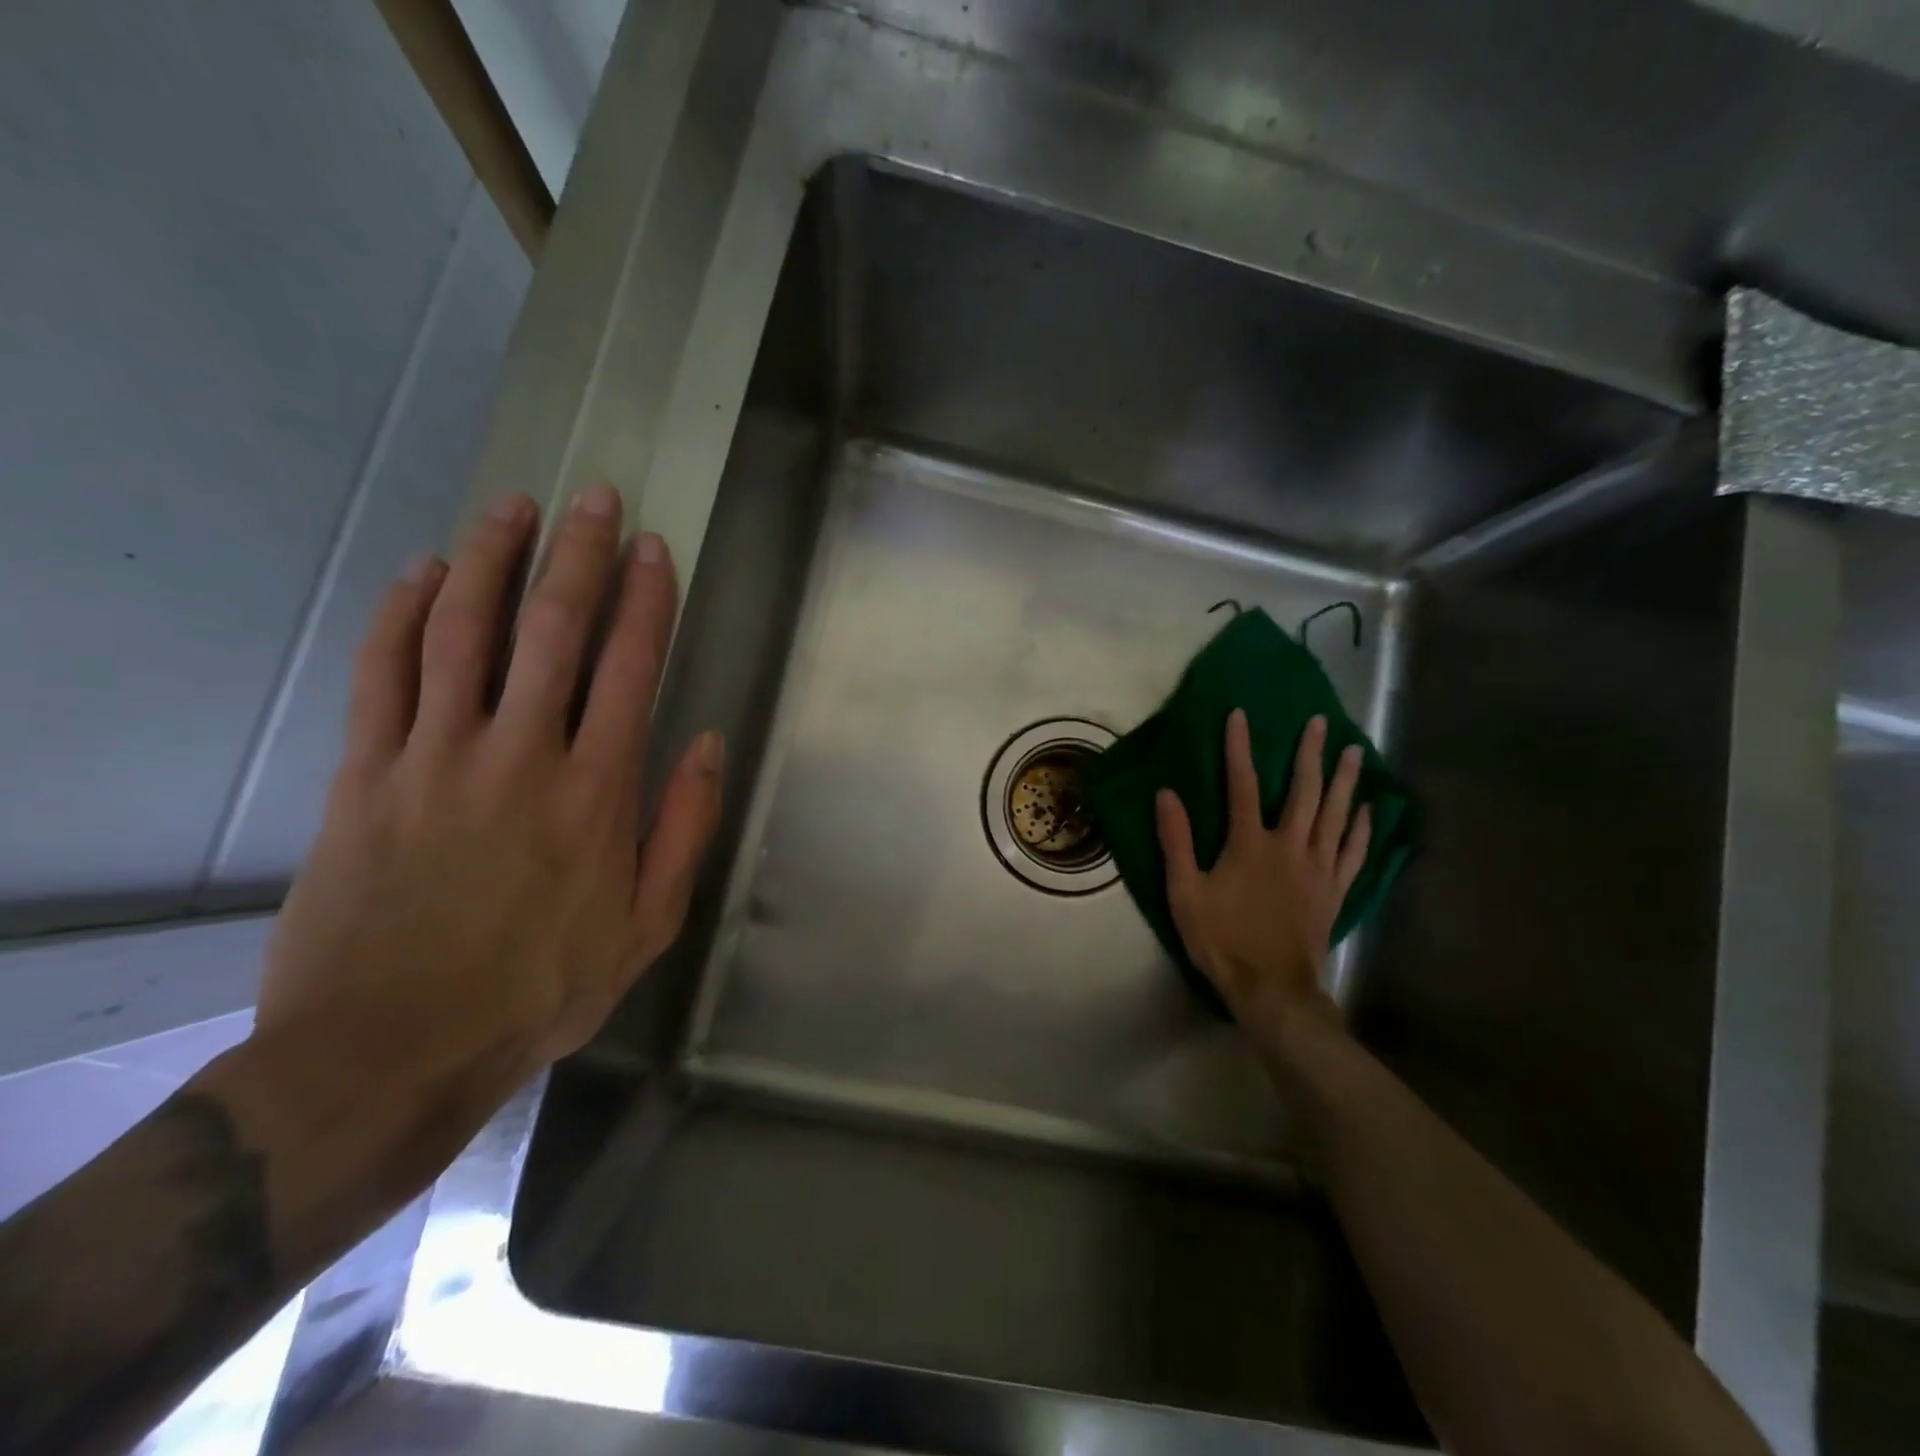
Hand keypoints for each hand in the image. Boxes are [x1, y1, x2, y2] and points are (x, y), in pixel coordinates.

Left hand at [250, 484, 721, 1173]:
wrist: (393, 1050)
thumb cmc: (541, 989)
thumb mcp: (648, 924)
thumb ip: (682, 827)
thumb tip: (706, 743)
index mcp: (596, 791)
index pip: (631, 667)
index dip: (647, 600)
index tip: (654, 549)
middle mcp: (521, 754)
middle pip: (553, 630)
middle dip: (579, 554)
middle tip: (593, 496)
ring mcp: (435, 756)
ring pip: (463, 631)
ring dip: (490, 559)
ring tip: (513, 506)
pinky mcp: (366, 773)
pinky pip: (383, 673)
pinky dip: (401, 614)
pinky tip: (419, 573)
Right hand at [1155, 711, 1369, 1048]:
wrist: (1272, 989)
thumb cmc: (1222, 939)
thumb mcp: (1185, 893)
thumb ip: (1176, 842)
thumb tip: (1166, 795)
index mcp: (1250, 844)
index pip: (1243, 785)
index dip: (1239, 748)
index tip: (1240, 715)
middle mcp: (1290, 846)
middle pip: (1305, 791)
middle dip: (1310, 754)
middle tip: (1320, 723)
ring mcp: (1319, 868)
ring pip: (1337, 815)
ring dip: (1345, 781)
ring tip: (1355, 752)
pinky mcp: (1335, 890)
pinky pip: (1355, 851)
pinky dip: (1363, 827)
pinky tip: (1368, 809)